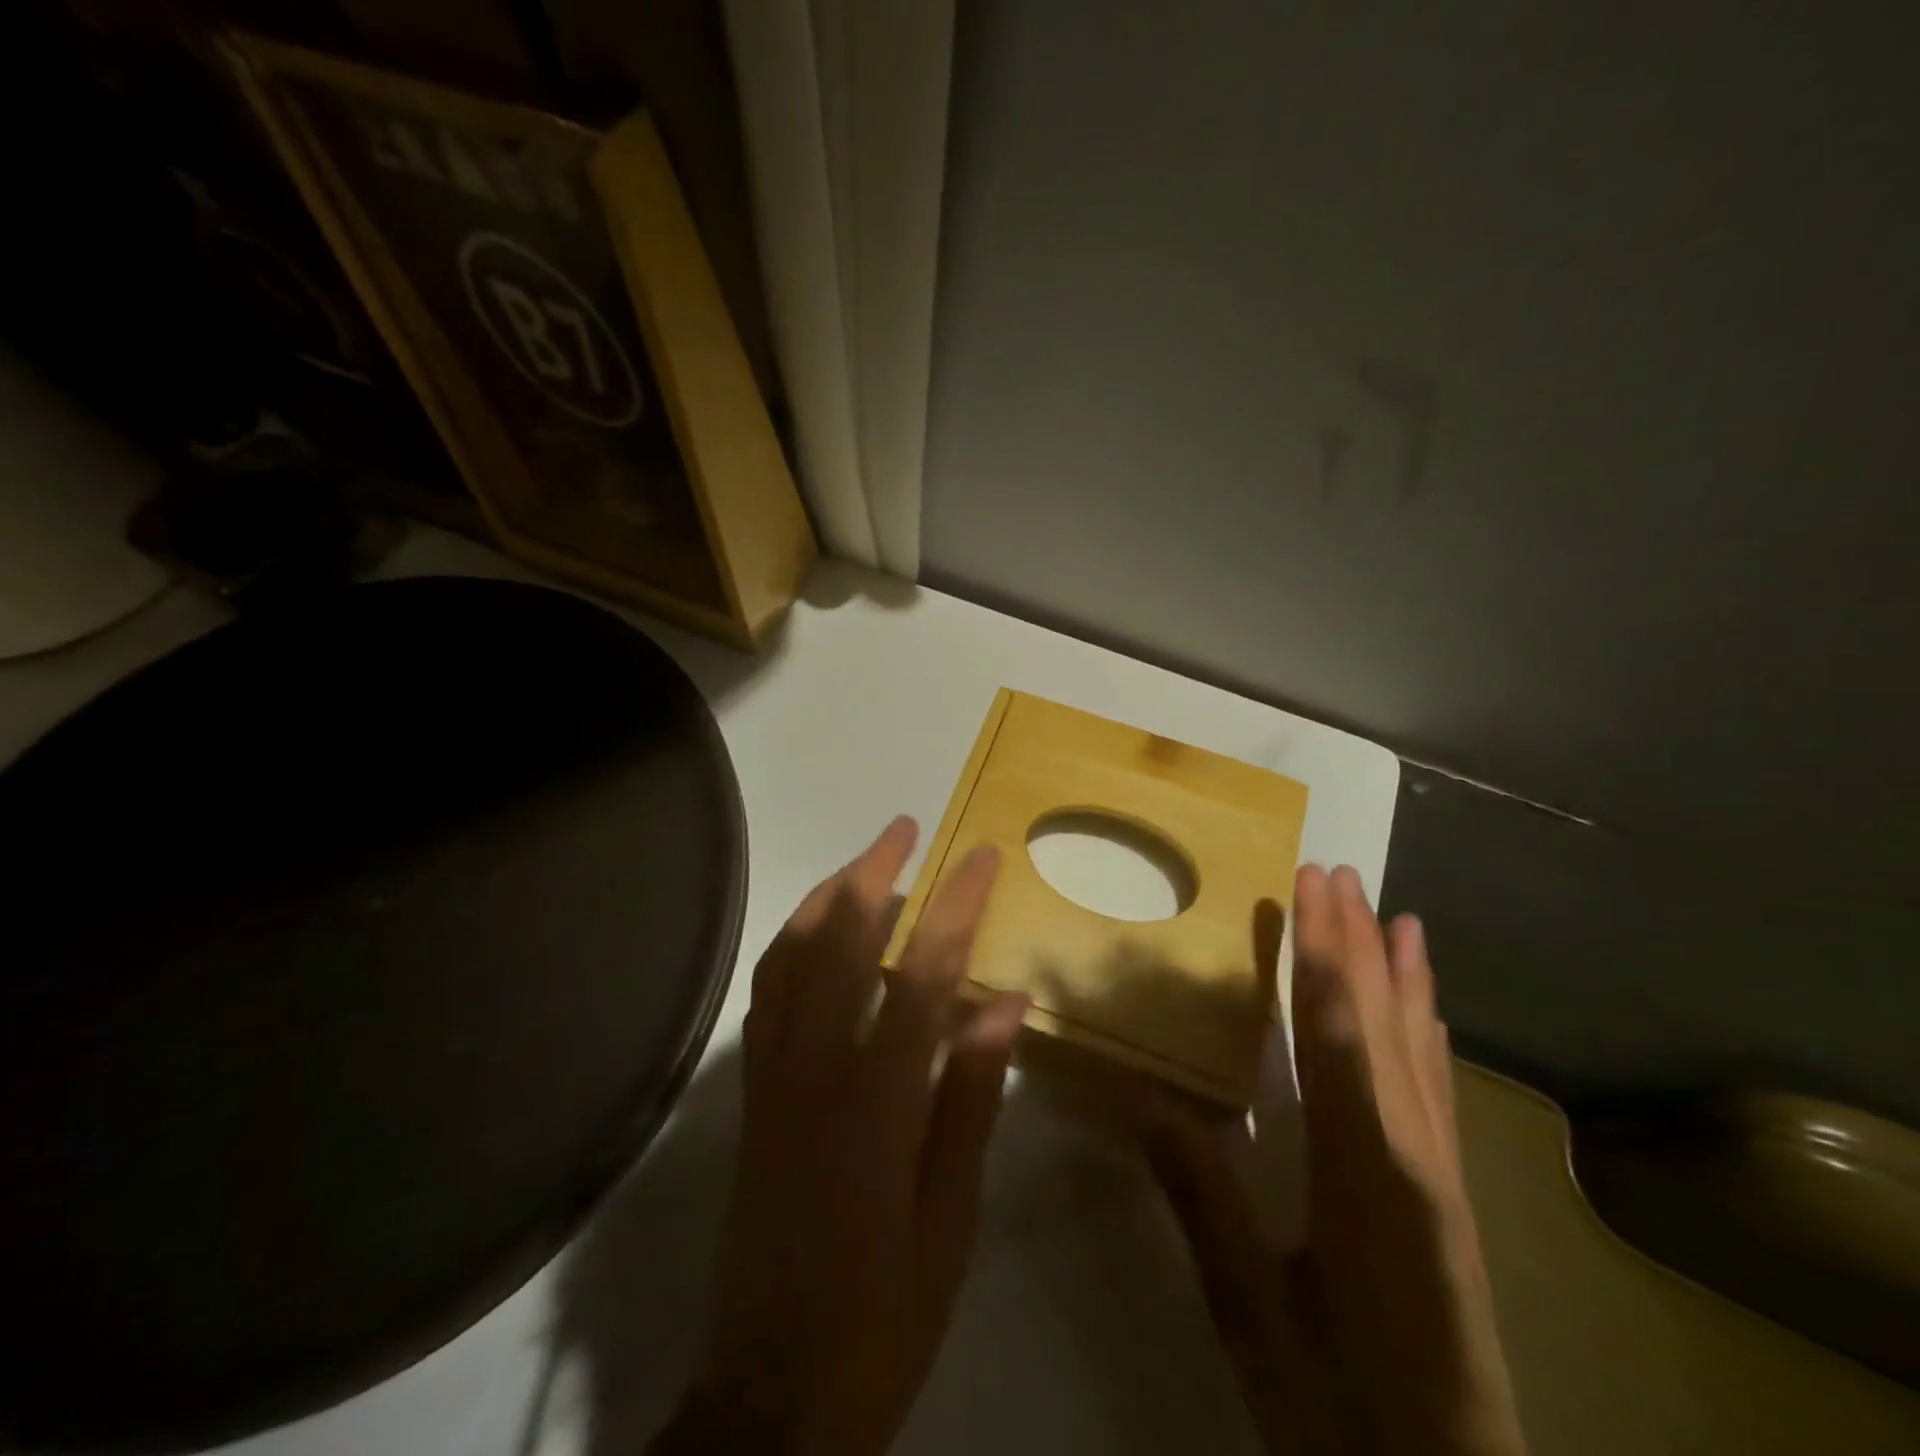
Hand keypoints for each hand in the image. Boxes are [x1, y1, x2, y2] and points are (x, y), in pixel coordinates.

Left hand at [654, 816, 1026, 1455]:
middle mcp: (815, 1071)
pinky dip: (792, 945)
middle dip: (877, 873)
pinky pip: (767, 995)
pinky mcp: (752, 1094)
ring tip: (864, 862)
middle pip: (842, 943)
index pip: (922, 974)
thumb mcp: (952, 1216)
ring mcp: (773, 1078)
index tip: (981, 857)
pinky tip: (817, 931)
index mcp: (878, 1103)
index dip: (955, 906)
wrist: (774, 1392)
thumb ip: (973, 1097)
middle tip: (907, 828)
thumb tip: (1004, 1001)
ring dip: (828, 897)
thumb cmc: (885, 1309)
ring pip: (792, 958)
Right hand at [1147, 865, 1525, 1455]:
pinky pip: (1435, 1088)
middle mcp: (1414, 1152)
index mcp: (1366, 1169)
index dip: (1321, 952)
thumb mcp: (1254, 1310)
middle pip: (1382, 1023)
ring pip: (1419, 1048)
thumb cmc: (1341, 1405)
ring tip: (1398, 917)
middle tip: (1342, 872)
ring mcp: (1441, 1175)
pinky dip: (1427, 1033)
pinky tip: (1426, 1013)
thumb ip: (1200, 1198)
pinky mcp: (1449, 1198)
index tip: (1311, 886)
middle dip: (1358, 942)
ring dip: (1401, 976)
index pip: (1336, 1032)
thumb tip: (1138, 1098)